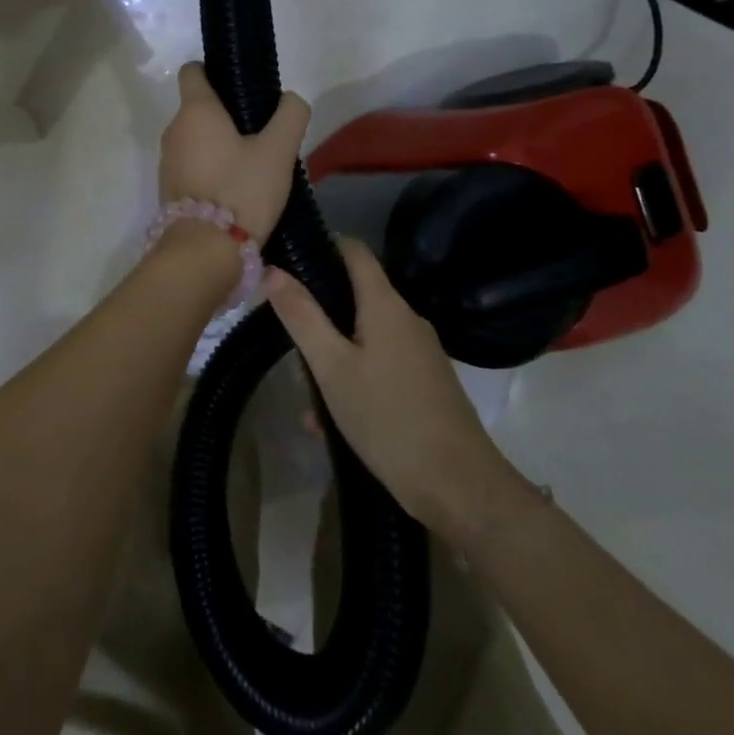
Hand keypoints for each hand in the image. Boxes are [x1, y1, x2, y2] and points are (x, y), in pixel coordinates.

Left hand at [159, 63, 309, 242]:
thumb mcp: (278, 151)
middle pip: (199, 108)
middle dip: (226, 116)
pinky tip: (235, 188)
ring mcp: (167, 160)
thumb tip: (289, 99)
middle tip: (261, 135)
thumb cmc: (241, 190)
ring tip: (251, 166)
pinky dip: (209, 168)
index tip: (240, 89)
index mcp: (196, 110)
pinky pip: (191, 165)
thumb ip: (290, 116)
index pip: (193, 71)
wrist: (203, 251)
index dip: (214, 72)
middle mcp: (174, 129)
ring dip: (218, 145)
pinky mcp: (169, 188)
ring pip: (195, 138)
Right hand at [263, 238, 507, 534]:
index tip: (287, 260)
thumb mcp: (332, 368)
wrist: (461, 489)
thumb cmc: (389, 419)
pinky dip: (354, 379)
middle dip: (320, 313)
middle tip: (287, 338)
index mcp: (385, 304)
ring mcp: (420, 353)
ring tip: (306, 396)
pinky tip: (332, 421)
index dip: (322, 245)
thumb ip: (302, 317)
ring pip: (365, 336)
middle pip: (356, 295)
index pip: (354, 250)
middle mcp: (407, 319)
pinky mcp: (427, 383)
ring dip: (333, 355)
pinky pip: (381, 365)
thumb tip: (272, 270)